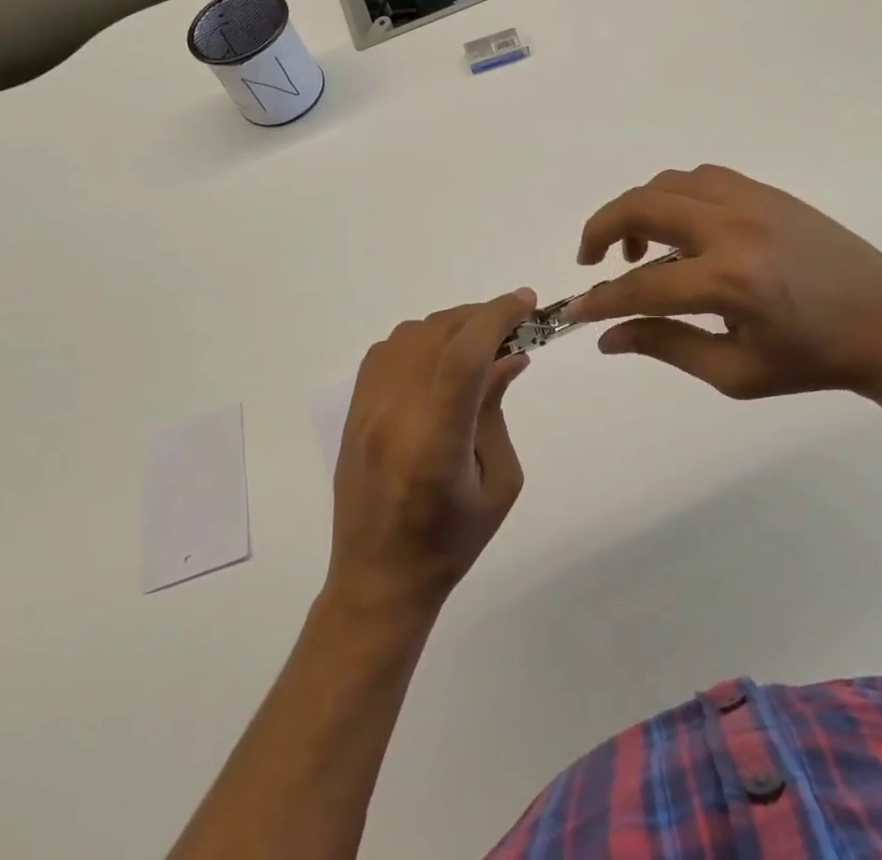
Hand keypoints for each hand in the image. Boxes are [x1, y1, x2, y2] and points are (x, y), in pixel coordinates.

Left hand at [326, 290, 538, 619]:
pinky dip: (422, 340)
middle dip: (482, 317)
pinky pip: (388, 349)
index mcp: (436, 442)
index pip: (465, 356)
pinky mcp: (354, 408)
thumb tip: (509, 355)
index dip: (498, 316)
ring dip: (451, 327)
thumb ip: (498, 410)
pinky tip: (440, 361)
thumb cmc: (450, 542)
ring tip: (478, 344)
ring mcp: (368, 408)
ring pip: (412, 334)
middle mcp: (395, 414)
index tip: (527, 303)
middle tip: (513, 327)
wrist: (377, 578)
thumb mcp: (499, 482)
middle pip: (439, 334)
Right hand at [567, 165, 881, 400]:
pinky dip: (674, 195)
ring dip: (638, 208)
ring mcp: (752, 201)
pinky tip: (681, 227)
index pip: (642, 285)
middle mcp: (734, 228)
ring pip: (668, 183)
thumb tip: (608, 337)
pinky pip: (703, 177)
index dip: (602, 299)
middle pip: (642, 207)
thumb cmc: (813, 361)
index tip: (576, 309)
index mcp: (729, 282)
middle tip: (591, 259)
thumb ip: (667, 346)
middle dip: (601, 229)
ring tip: (639, 246)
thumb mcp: (736, 373)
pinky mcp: (768, 192)